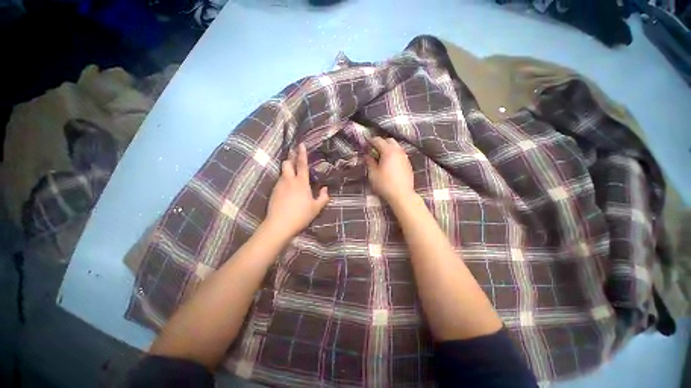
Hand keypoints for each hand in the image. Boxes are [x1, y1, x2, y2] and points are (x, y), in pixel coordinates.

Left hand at [264, 143, 328, 238]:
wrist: (280, 224)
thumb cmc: (301, 215)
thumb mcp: (316, 208)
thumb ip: (323, 197)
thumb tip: (325, 189)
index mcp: (301, 182)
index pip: (302, 164)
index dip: (302, 153)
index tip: (301, 144)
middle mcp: (289, 180)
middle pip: (287, 163)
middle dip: (290, 157)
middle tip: (293, 153)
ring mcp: (279, 185)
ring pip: (282, 171)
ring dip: (287, 168)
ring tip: (292, 170)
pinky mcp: (273, 191)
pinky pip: (279, 181)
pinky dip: (284, 179)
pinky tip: (287, 185)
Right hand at [365, 137, 414, 204]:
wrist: (402, 195)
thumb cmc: (385, 184)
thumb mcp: (373, 173)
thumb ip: (369, 162)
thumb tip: (367, 155)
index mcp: (388, 151)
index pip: (378, 140)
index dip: (370, 141)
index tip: (365, 146)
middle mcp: (398, 151)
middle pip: (389, 140)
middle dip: (381, 143)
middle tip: (374, 151)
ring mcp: (405, 157)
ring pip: (396, 147)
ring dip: (388, 149)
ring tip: (381, 158)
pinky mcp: (408, 164)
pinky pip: (400, 155)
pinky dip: (394, 155)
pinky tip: (390, 164)